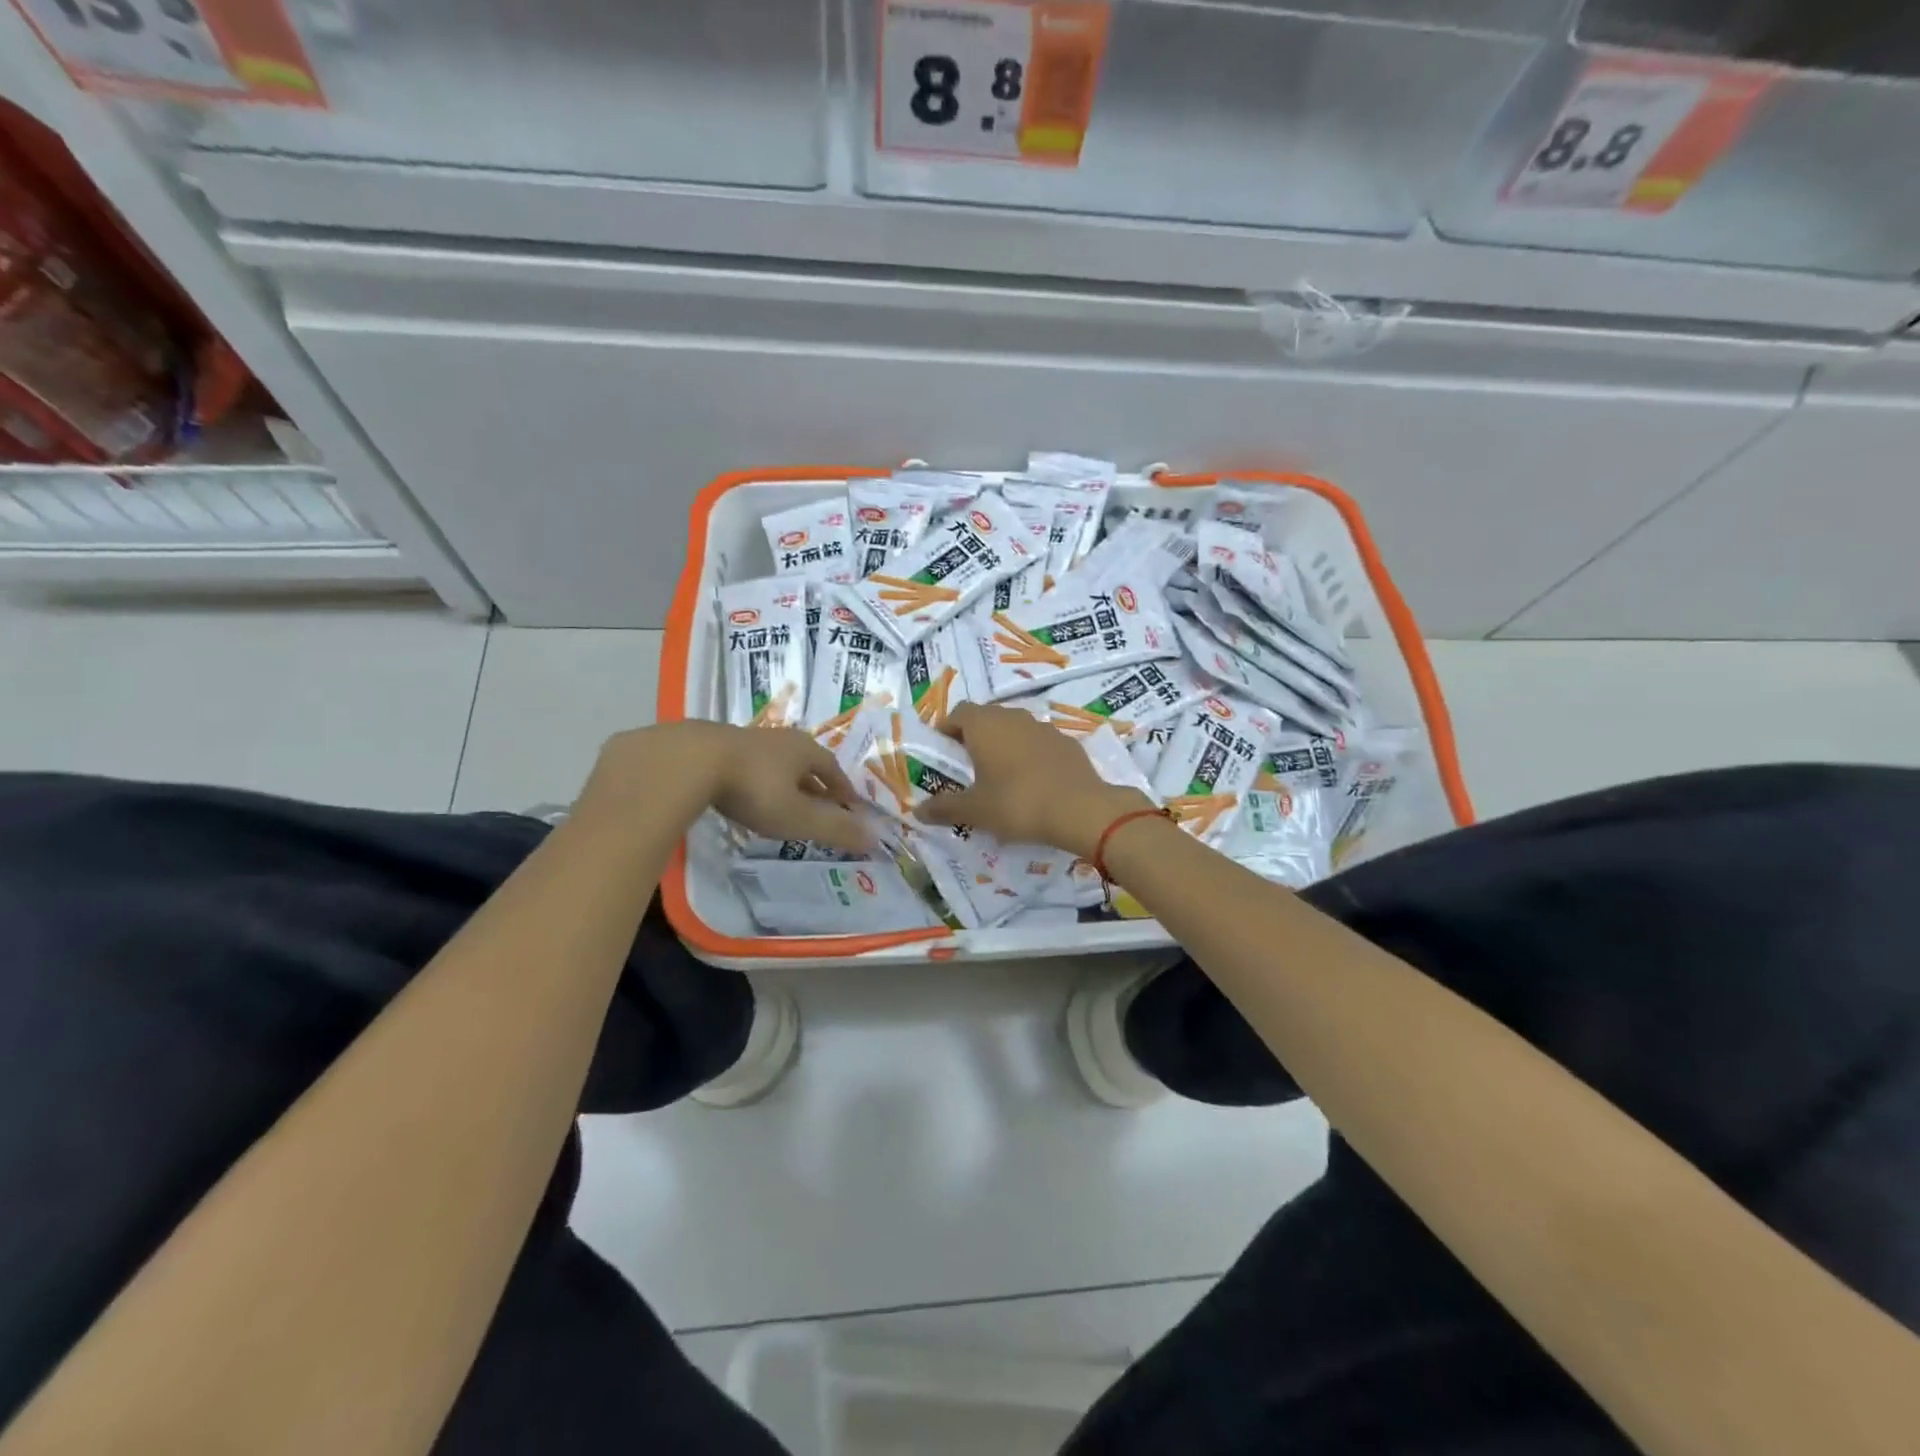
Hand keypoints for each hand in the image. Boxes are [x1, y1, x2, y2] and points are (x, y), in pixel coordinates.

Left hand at [587, 722, 872, 854]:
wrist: (689, 761)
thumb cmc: (754, 789)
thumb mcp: (798, 816)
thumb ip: (834, 828)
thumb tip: (875, 838)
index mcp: (805, 750)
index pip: (834, 770)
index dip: (843, 790)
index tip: (849, 806)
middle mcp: (780, 739)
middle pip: (806, 762)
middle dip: (815, 783)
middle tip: (819, 804)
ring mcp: (746, 739)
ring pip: (775, 762)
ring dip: (784, 780)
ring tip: (783, 800)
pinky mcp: (716, 746)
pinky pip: (747, 764)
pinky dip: (755, 779)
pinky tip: (744, 792)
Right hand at [915, 704, 1151, 857]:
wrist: (1080, 809)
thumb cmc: (1017, 803)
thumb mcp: (975, 810)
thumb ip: (944, 808)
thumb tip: (917, 812)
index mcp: (985, 725)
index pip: (959, 713)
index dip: (948, 728)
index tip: (943, 749)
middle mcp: (1013, 717)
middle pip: (987, 717)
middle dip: (975, 736)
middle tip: (968, 765)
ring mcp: (1044, 727)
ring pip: (1015, 728)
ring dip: (1004, 744)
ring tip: (999, 774)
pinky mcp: (1067, 743)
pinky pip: (1039, 743)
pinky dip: (1030, 755)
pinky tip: (1032, 781)